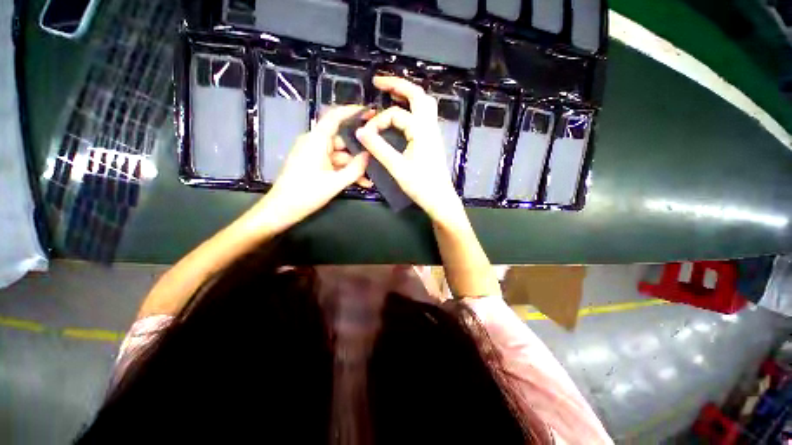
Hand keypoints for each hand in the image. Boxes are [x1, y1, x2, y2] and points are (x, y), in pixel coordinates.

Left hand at [255, 105, 370, 229]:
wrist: (281, 210)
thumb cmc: (306, 194)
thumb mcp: (335, 183)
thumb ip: (355, 168)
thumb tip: (369, 155)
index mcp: (316, 140)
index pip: (335, 116)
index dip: (353, 111)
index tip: (371, 112)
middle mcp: (314, 142)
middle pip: (342, 140)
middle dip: (359, 151)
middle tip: (378, 156)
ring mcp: (313, 154)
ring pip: (340, 155)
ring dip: (354, 166)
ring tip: (371, 178)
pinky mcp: (313, 164)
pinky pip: (333, 163)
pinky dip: (345, 171)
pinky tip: (360, 182)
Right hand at [355, 76, 463, 224]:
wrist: (440, 200)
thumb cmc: (421, 186)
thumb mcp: (397, 167)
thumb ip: (378, 149)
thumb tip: (360, 132)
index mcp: (421, 131)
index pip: (396, 115)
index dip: (378, 122)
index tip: (365, 135)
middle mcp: (430, 126)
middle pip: (418, 95)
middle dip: (397, 85)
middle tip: (378, 82)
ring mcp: (433, 133)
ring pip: (424, 104)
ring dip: (407, 95)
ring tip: (390, 93)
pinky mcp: (432, 141)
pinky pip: (424, 116)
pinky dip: (412, 108)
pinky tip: (402, 114)